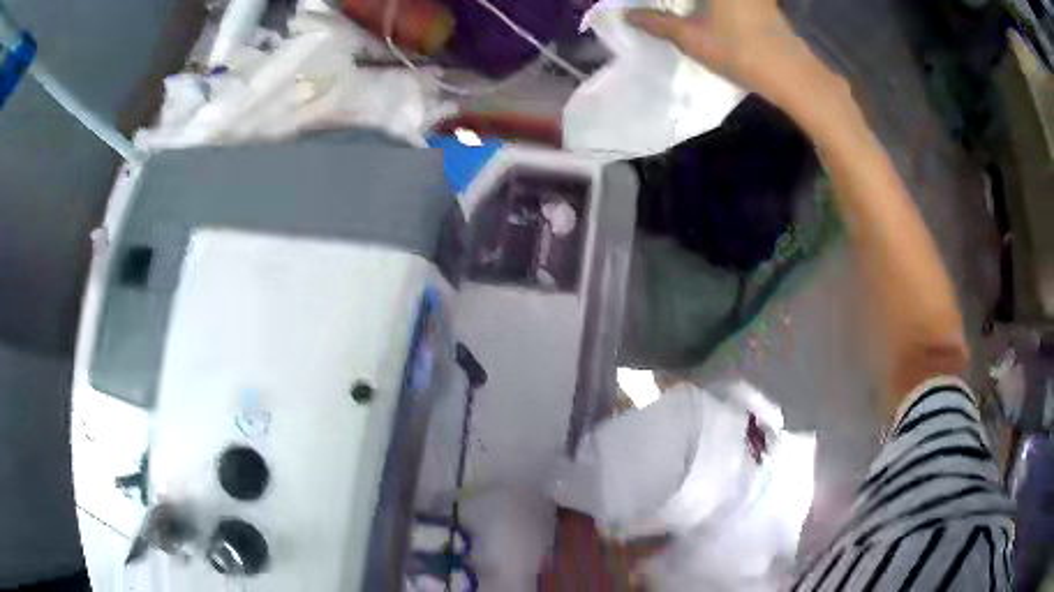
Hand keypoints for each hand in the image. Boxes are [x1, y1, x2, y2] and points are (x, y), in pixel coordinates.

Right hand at [625, 1, 833, 114]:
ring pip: (716, 0)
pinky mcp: (763, 2)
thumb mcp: (692, 38)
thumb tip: (628, 15)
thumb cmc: (739, 50)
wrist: (791, 73)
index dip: (664, 1)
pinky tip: (709, 14)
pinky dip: (717, 6)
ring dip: (697, 5)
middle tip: (663, 8)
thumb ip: (658, 23)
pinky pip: (734, 1)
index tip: (649, 6)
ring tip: (683, 12)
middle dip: (678, 2)